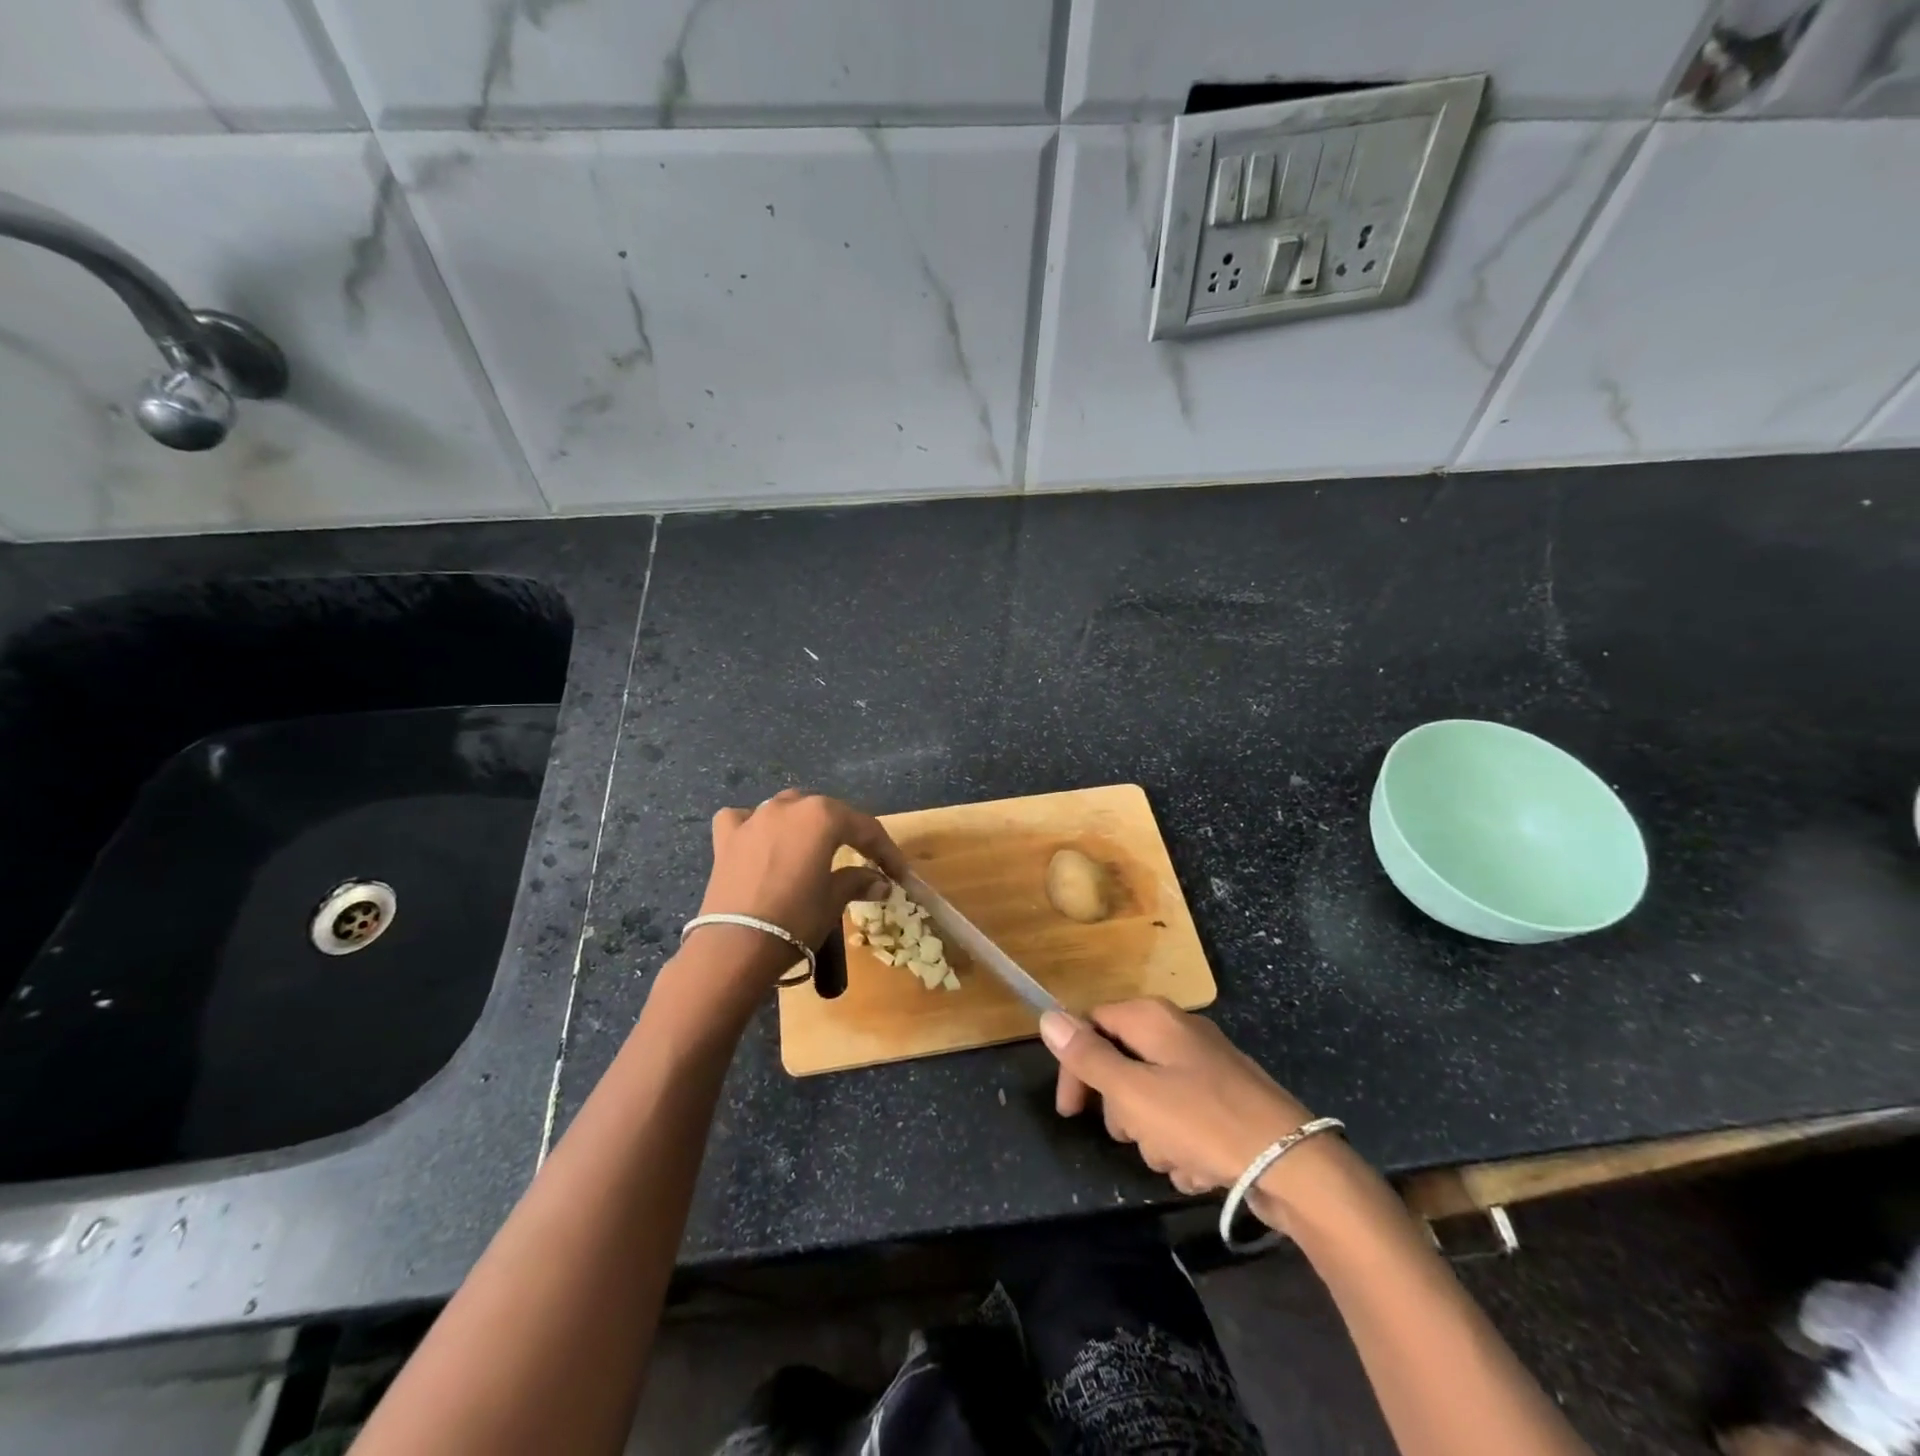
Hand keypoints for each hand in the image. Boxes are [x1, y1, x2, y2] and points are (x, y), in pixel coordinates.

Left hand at [694, 790, 904, 982]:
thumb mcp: (833, 900)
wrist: (736, 946)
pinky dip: (754, 826)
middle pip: (827, 813)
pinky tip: (759, 841)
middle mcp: (788, 807)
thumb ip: (857, 881)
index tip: (899, 874)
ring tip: (814, 847)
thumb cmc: (796, 919)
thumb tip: (880, 882)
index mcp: (822, 816)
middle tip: (862, 859)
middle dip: (847, 833)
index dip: (886, 851)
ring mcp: (753, 819)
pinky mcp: (726, 839)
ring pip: (787, 809)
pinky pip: (743, 820)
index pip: (865, 828)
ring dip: (803, 824)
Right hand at [1041, 998, 1313, 1195]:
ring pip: (1152, 1098)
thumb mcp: (1133, 1092)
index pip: (1092, 1025)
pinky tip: (1199, 1167)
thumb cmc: (1203, 1122)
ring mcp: (1206, 1067)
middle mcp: (1178, 1033)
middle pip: (1122, 1064)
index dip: (1075, 1067)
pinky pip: (1184, 1119)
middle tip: (1136, 1134)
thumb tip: (1048, 1017)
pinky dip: (1183, 1145)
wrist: (1294, 1165)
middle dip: (1122, 1109)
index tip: (1071, 1113)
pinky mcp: (1226, 1101)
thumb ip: (1088, 1057)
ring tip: (1176, 1157)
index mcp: (1153, 1019)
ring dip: (1153, 1135)